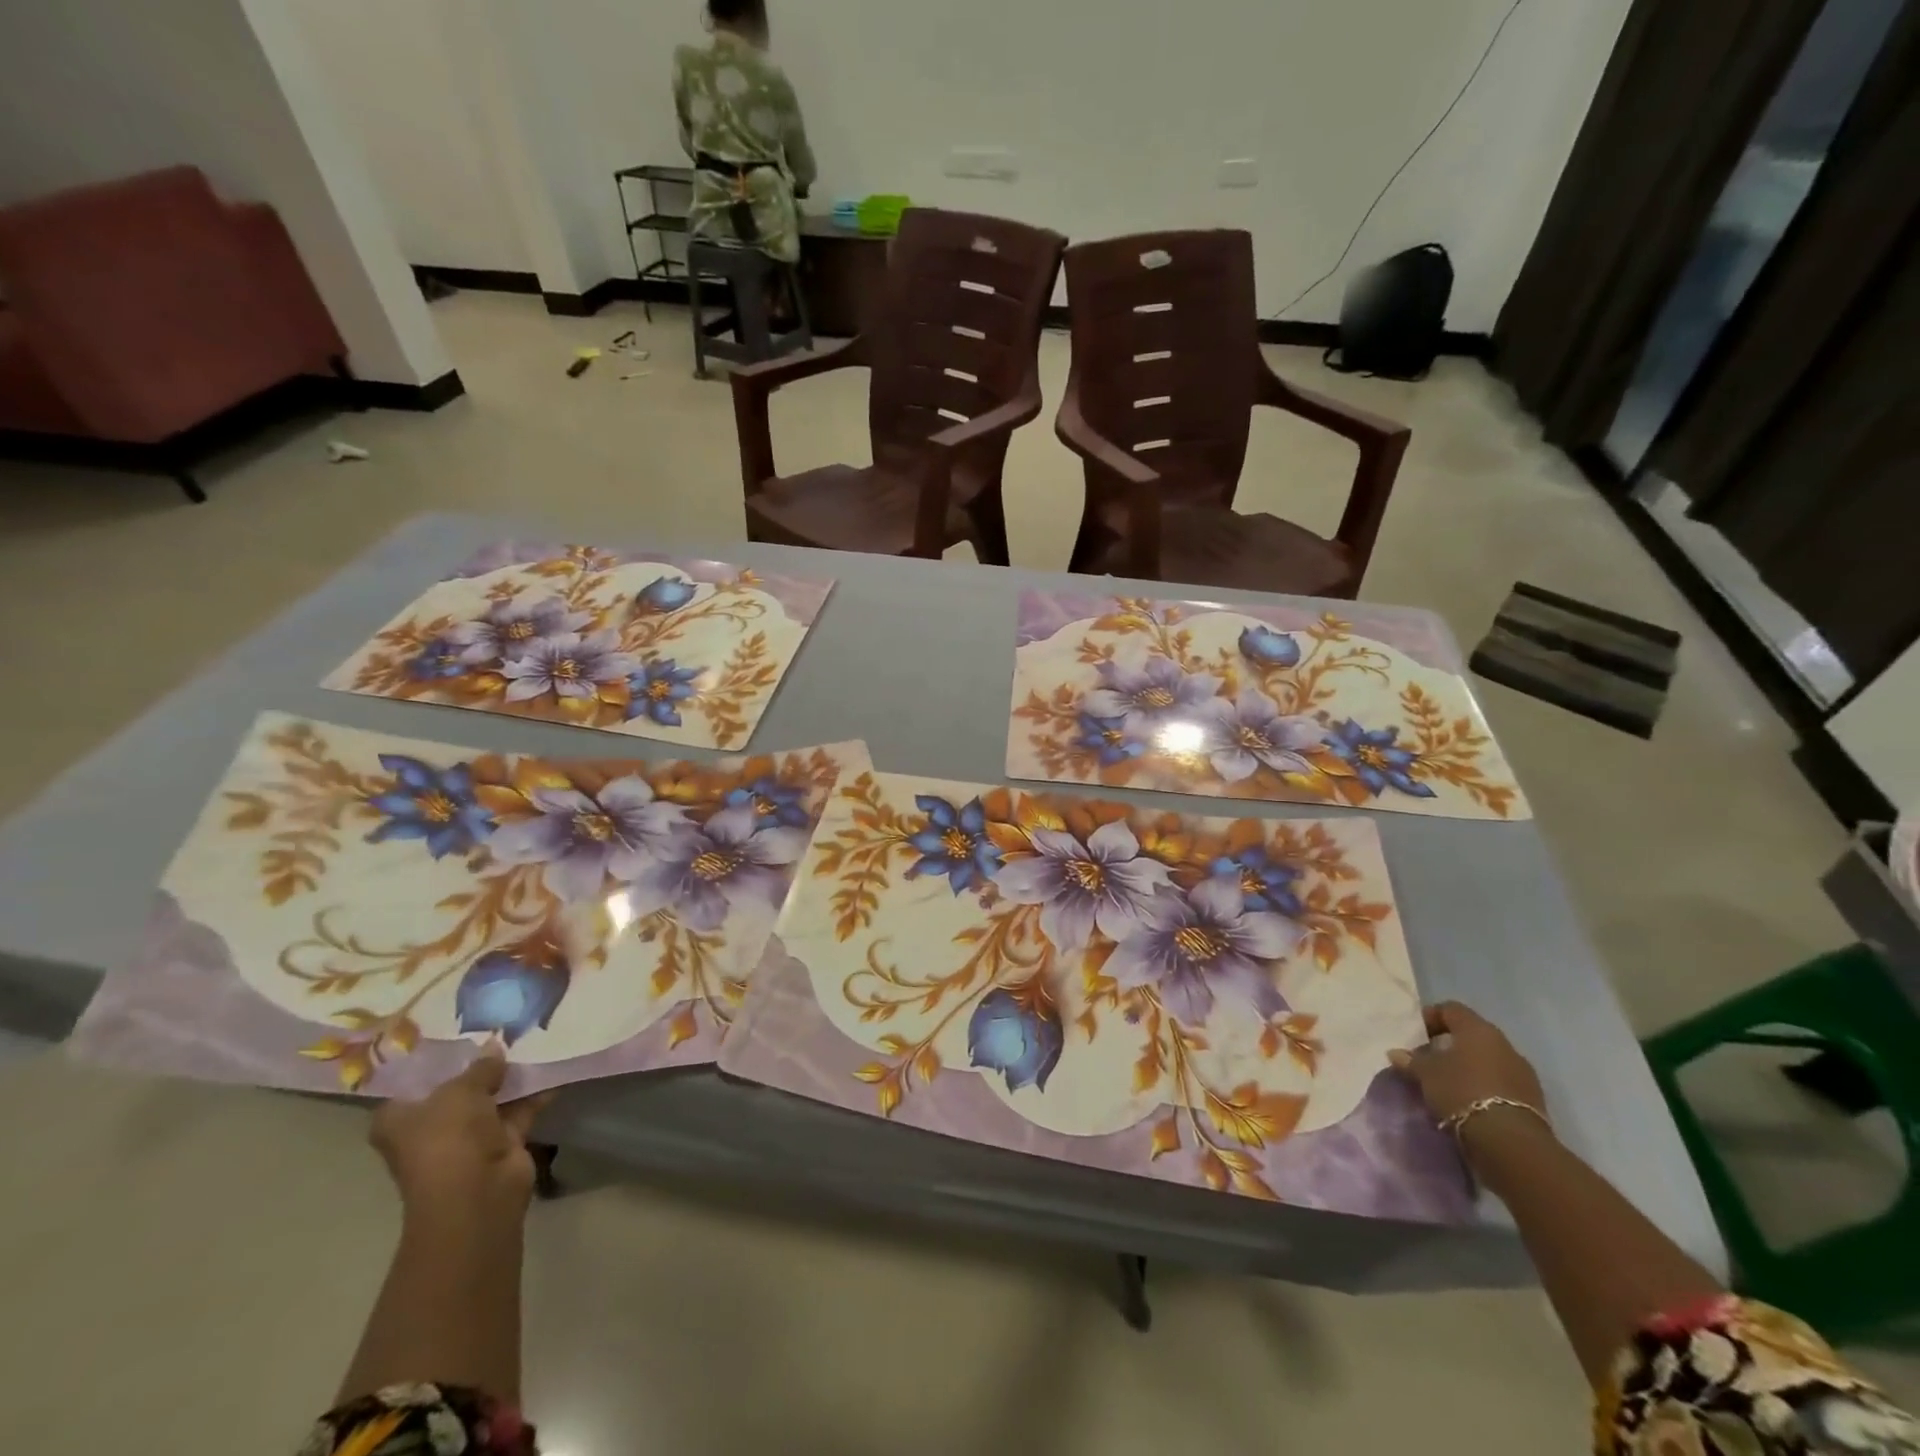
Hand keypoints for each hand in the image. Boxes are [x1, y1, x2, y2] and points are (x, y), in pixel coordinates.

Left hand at [371, 1048, 549, 1220]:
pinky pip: (519, 1110)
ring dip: (511, 1077)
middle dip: (481, 1064)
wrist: (478, 1192)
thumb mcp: (461, 1091)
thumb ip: (480, 1066)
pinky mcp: (501, 1143)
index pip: (414, 1080)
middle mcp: (430, 1128)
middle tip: (504, 1030)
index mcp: (400, 1118)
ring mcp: (467, 1137)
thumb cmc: (449, 1139)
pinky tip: (553, 1066)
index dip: (437, 1057)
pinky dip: (535, 1092)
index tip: (462, 1032)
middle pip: (457, 1088)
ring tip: (533, 1040)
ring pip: (491, 1098)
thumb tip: (494, 1046)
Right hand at [1389, 1002, 1548, 1147]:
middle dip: (1450, 1044)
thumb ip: (1411, 1061)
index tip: (1417, 1035)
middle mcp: (1504, 1044)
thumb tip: (1396, 1053)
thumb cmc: (1462, 1092)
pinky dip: (1485, 1086)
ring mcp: (1523, 1072)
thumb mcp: (1426, 1075)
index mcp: (1478, 1030)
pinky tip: (1470, 1101)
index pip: (1451, 1009)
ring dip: (1470, 1067)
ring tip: (1450, 1084)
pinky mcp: (1533, 1098)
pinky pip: (1502, 1082)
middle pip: (1473, 1035)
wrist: (1511, 1141)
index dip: (1431, 1017)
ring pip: (1489, 1060)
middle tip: (1430, 1059)